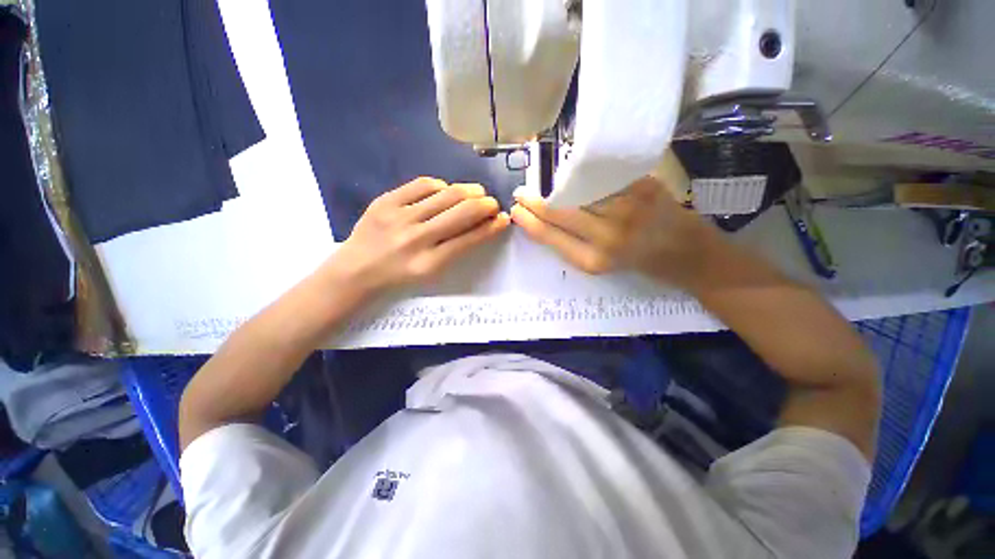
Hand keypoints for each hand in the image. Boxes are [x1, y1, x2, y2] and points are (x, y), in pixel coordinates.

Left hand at [327, 177, 509, 294]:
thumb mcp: (431, 272)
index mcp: (430, 263)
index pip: (470, 238)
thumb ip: (457, 249)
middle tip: (492, 203)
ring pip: (447, 194)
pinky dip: (442, 186)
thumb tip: (483, 224)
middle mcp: (417, 239)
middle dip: (485, 204)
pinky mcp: (385, 200)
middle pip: (462, 212)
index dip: (492, 226)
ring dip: (469, 191)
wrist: (356, 270)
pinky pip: (423, 184)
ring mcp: (399, 217)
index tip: (504, 218)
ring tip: (476, 193)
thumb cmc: (399, 276)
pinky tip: (446, 191)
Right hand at [510, 177, 723, 288]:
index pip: (550, 235)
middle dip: (534, 202)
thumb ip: (574, 244)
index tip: (515, 211)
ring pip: (577, 190)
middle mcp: (607, 234)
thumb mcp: (602, 265)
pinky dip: (584, 175)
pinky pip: (602, 178)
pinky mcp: (642, 186)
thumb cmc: (642, 265)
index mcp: (594, 260)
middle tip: (520, 194)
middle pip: (559, 211)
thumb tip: (547, 221)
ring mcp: (626, 207)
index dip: (529, 221)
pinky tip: (574, 174)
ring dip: (556, 186)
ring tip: (545, 185)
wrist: (690, 254)